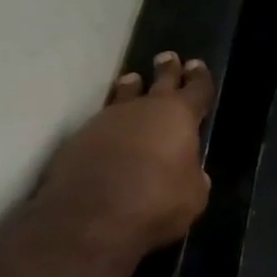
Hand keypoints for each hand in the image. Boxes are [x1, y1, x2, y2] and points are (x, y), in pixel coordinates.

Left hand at [34, 51, 214, 266]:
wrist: (89, 218)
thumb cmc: (156, 202)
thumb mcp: (193, 196)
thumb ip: (194, 177)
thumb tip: (190, 172)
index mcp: (179, 116)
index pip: (197, 89)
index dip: (199, 78)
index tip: (196, 65)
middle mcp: (143, 109)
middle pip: (159, 80)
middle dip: (166, 69)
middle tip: (167, 57)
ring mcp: (107, 120)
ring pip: (123, 95)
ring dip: (130, 88)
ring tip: (131, 80)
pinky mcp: (78, 139)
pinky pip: (100, 123)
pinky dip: (108, 125)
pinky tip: (107, 132)